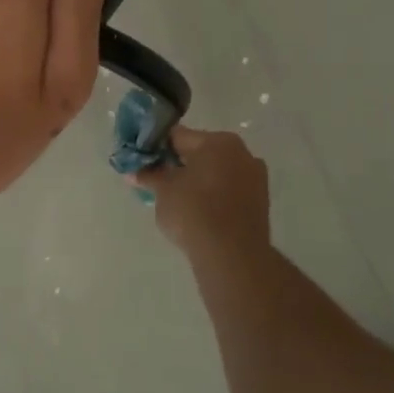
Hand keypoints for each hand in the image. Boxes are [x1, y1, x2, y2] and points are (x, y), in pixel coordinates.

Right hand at [135, 125, 269, 260]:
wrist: (232, 256)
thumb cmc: (194, 212)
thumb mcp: (163, 191)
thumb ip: (149, 176)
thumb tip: (133, 172)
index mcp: (218, 141)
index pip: (178, 136)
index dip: (157, 147)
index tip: (143, 161)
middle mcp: (241, 152)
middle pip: (200, 152)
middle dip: (179, 164)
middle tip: (157, 181)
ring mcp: (255, 177)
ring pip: (216, 172)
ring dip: (197, 180)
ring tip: (176, 200)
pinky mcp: (260, 202)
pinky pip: (228, 190)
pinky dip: (213, 196)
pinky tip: (197, 213)